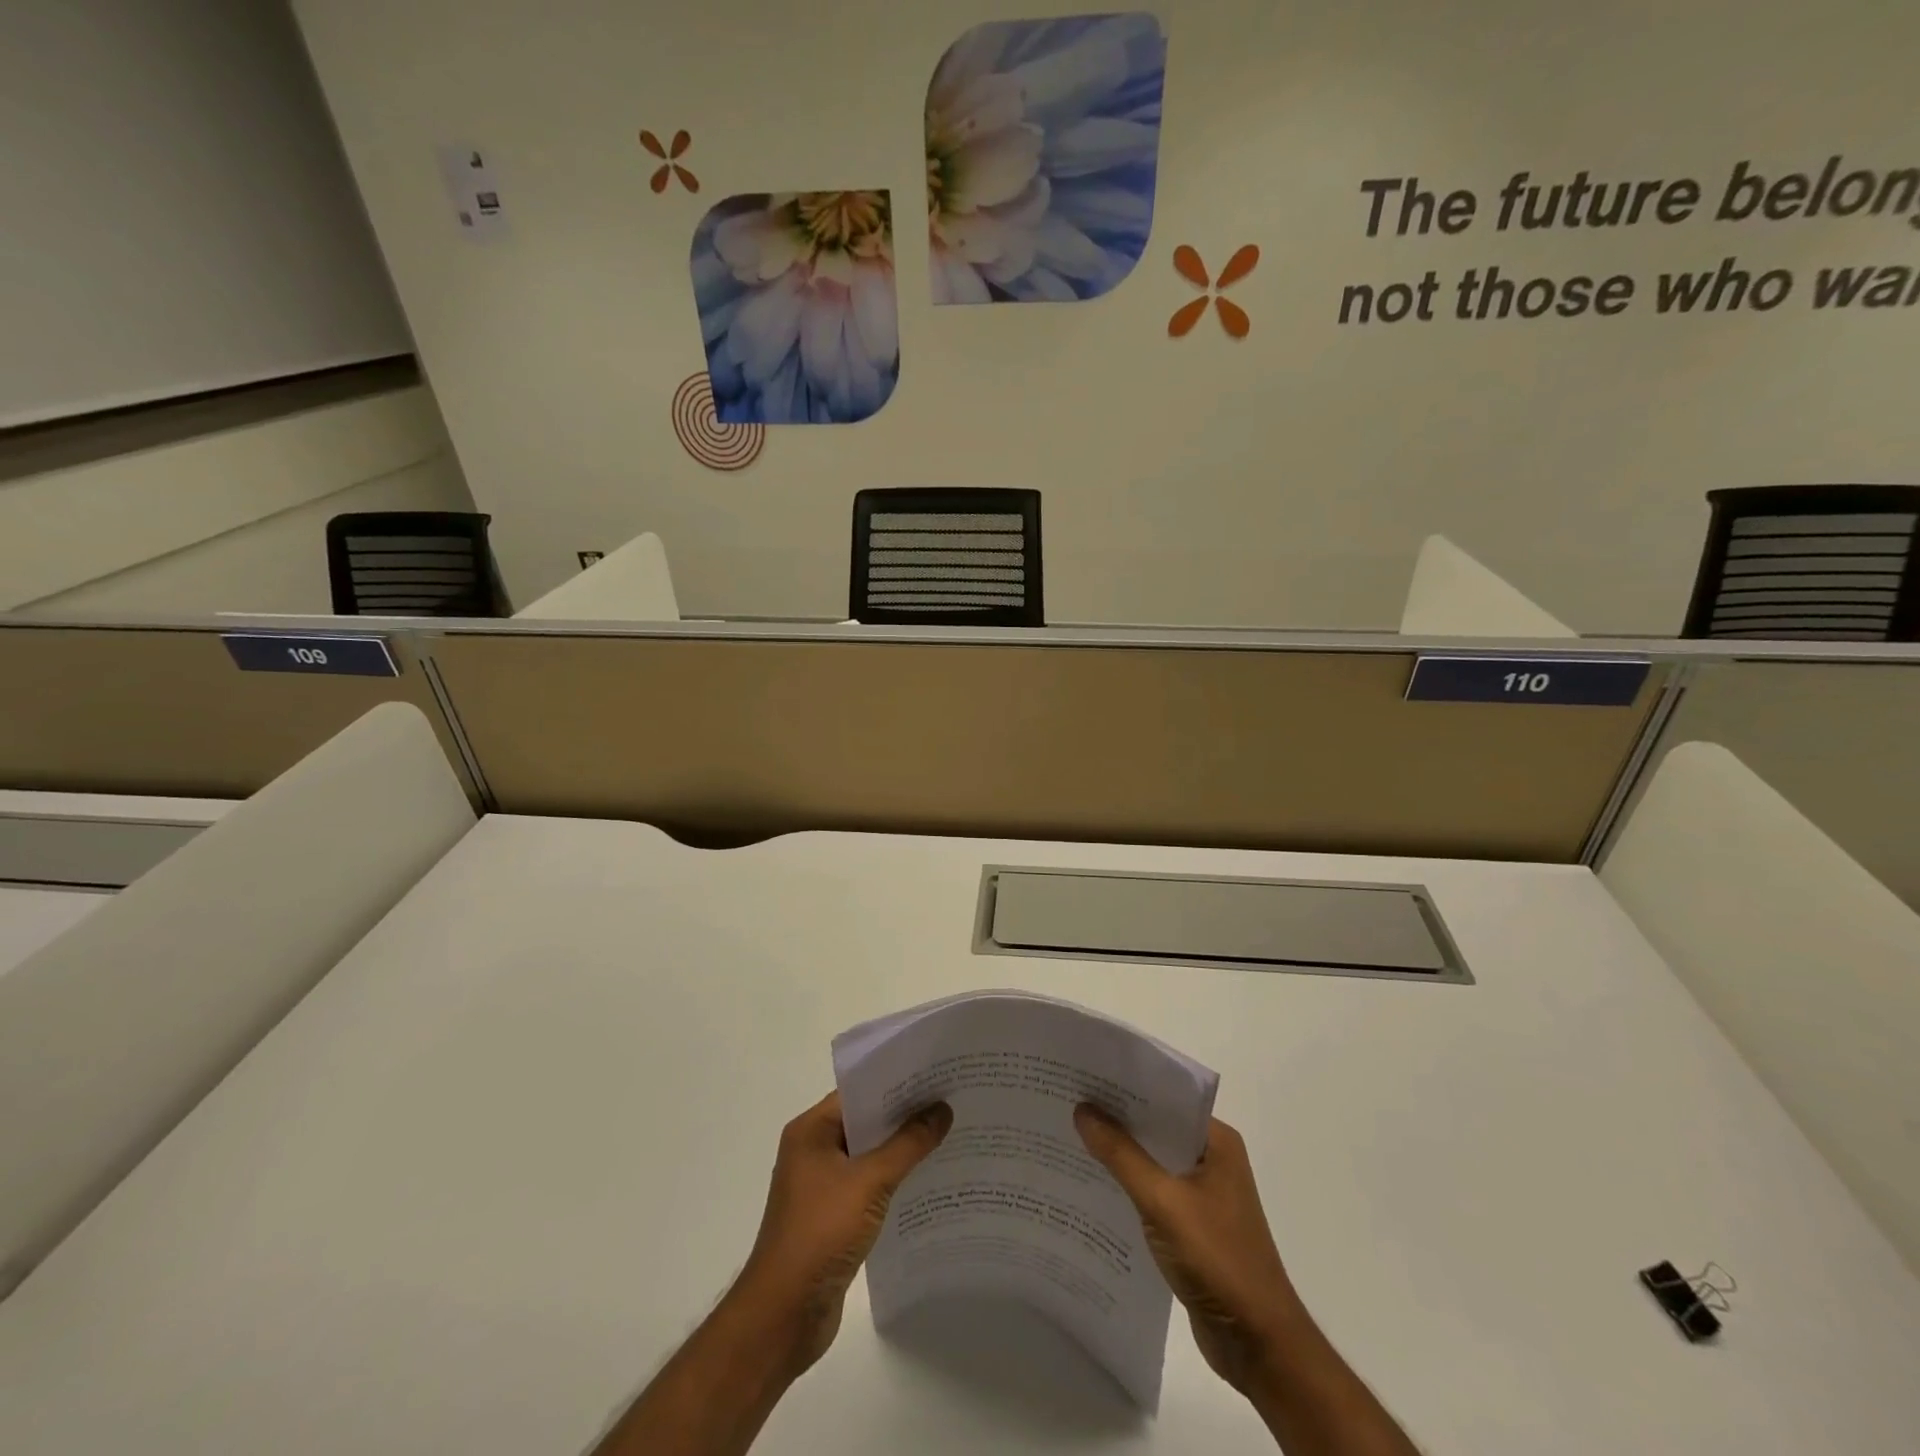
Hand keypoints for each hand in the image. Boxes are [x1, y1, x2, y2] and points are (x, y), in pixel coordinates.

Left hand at [733, 1091, 951, 1375]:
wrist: (784, 1316)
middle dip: (904, 1115)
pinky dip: (894, 1181)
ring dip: (902, 1149)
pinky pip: (869, 1186)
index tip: (934, 1075)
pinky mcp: (832, 1217)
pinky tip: (927, 1181)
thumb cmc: (820, 1233)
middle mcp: (813, 1151)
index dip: (895, 1082)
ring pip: (869, 1155)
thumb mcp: (869, 1181)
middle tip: (949, 1100)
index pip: (858, 1092)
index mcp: (811, 1131)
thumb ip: (908, 1144)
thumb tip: (942, 1109)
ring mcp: (822, 1186)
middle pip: (865, 1122)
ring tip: (947, 1135)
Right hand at [1074, 1105, 1298, 1393]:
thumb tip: (1083, 1109)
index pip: (1165, 1098)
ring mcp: (1203, 1193)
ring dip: (1118, 1154)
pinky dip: (1127, 1186)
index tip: (1084, 1076)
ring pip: (1152, 1161)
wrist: (1258, 1345)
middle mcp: (1212, 1159)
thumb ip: (1121, 1155)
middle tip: (1067, 1102)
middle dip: (1116, 1119)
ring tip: (1069, 1137)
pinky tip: (1092, 1186)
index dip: (1125, 1087)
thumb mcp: (1163, 1201)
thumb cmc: (1217, 1260)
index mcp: (1216, 1141)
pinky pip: (1153, 1191)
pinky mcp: (1192, 1224)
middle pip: (1156, 1128)